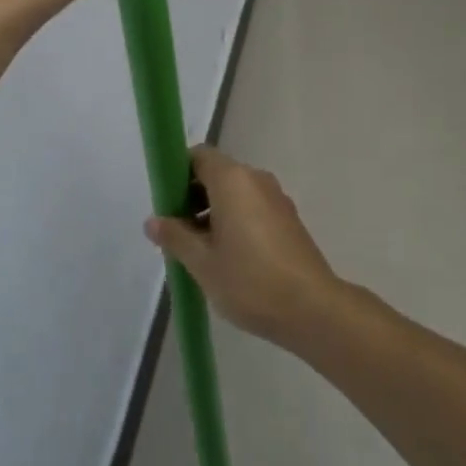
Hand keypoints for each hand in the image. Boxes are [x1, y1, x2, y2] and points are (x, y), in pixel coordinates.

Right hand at [144, 147, 339, 345]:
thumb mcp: (202, 262)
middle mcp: (256, 179)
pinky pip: (253, 208)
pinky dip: (236, 221)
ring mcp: (276, 198)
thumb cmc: (250, 280)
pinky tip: (229, 259)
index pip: (198, 156)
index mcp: (232, 179)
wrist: (313, 309)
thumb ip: (175, 236)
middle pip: (216, 173)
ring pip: (235, 193)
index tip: (166, 203)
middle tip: (177, 233)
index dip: (178, 173)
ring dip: (214, 212)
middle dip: (193, 197)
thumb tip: (153, 221)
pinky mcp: (289, 219)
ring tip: (201, 252)